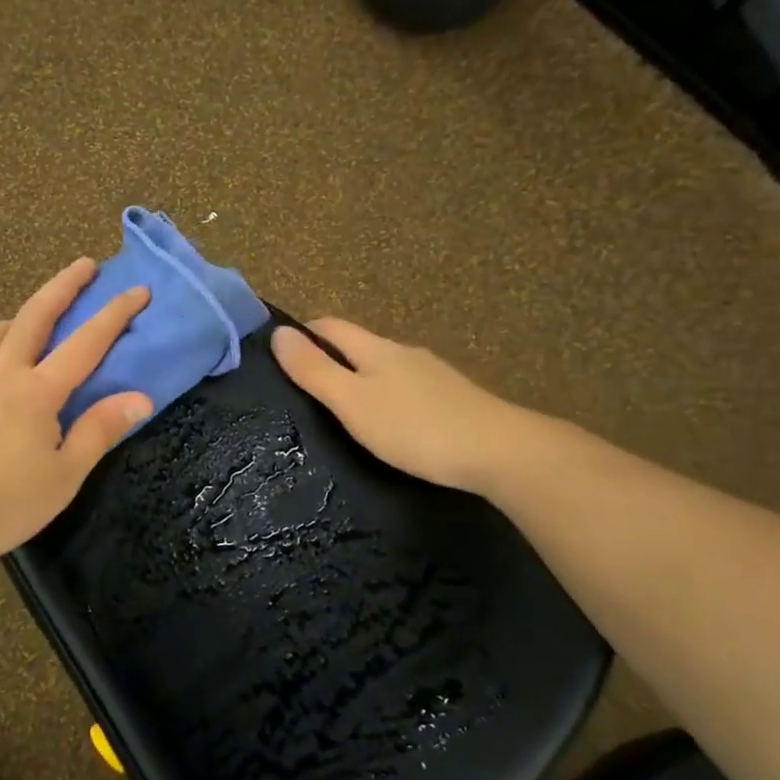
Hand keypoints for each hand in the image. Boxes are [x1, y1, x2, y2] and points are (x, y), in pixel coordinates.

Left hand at [0, 259, 153, 572]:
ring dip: (21, 314)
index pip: (86, 342)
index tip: (137, 289)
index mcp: (36, 392)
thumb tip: (141, 397)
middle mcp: (1, 374)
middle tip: (84, 265)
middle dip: (63, 285)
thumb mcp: (62, 476)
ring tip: (36, 317)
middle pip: (34, 316)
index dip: (115, 313)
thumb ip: (99, 431)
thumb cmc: (1, 504)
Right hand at [270, 318, 539, 494]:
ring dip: (360, 376)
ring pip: (385, 366)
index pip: (331, 327)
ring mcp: (433, 375)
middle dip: (330, 355)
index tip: (280, 350)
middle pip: (359, 344)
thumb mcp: (352, 402)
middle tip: (303, 383)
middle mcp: (404, 353)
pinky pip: (407, 387)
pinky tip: (389, 420)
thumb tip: (278, 332)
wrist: (500, 452)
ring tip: (342, 406)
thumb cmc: (414, 427)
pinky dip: (387, 395)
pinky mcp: (453, 399)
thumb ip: (314, 370)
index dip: (304, 331)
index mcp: (376, 349)